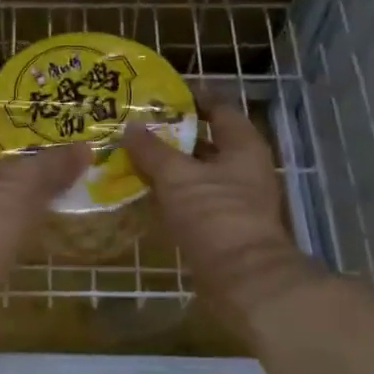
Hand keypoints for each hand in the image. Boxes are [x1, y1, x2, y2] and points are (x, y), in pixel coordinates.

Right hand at [122, 96, 321, 330]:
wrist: (243, 279)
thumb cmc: (215, 215)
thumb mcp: (177, 176)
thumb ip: (152, 150)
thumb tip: (130, 126)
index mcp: (243, 145)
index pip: (218, 108)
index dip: (191, 98)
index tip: (159, 94)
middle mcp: (244, 167)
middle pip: (206, 141)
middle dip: (173, 133)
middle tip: (136, 125)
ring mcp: (235, 198)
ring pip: (198, 171)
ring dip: (169, 165)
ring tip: (132, 154)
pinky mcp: (223, 225)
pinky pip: (194, 198)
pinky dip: (172, 192)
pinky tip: (144, 190)